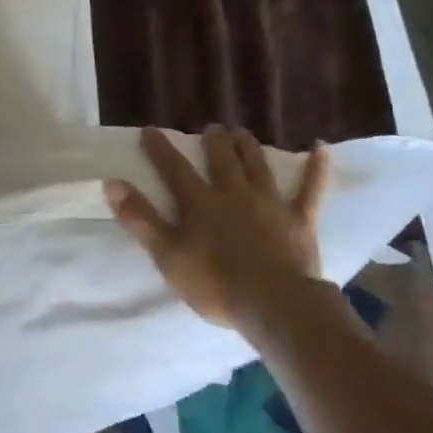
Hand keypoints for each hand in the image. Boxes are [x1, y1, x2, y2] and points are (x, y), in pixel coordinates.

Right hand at [105, 125, 330, 331]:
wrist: (274, 304)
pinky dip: (316, 168)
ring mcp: (270, 203)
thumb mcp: (166, 255)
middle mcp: (234, 194)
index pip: (174, 169)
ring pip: (258, 166)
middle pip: (222, 160)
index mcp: (200, 203)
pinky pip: (310, 189)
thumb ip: (140, 219)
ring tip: (242, 133)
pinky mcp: (299, 220)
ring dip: (249, 148)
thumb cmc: (214, 284)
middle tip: (212, 128)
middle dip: (214, 142)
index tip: (150, 130)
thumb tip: (112, 183)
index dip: (160, 149)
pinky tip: (320, 148)